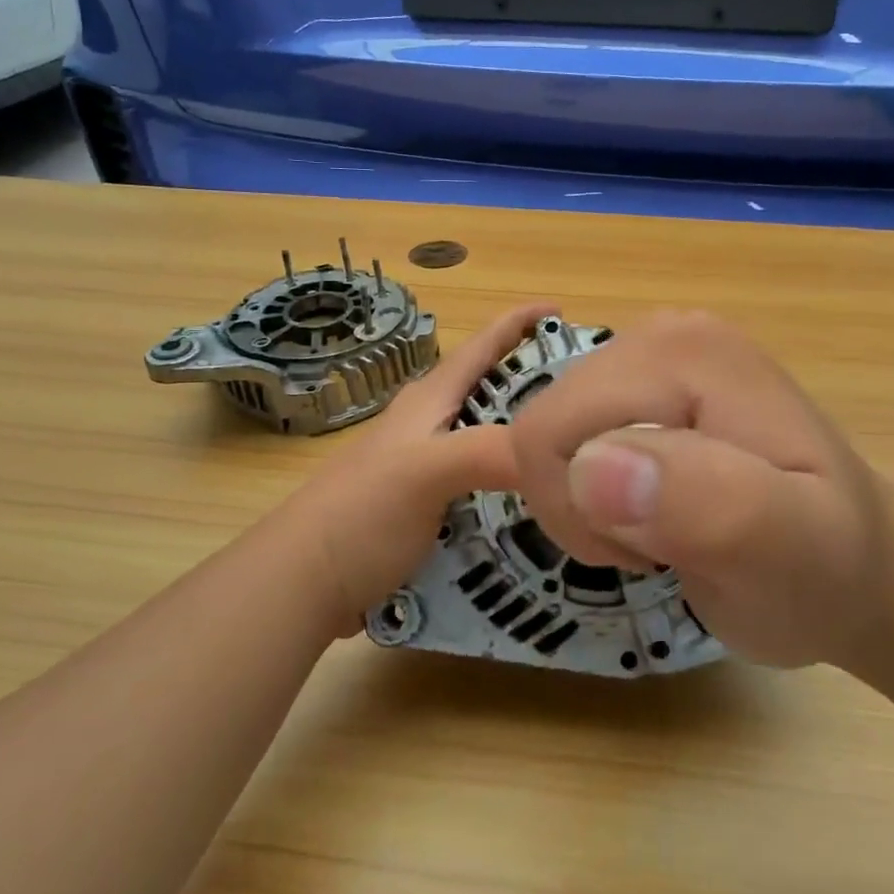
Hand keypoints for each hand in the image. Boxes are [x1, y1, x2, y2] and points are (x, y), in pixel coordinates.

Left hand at [268, 302, 555, 634]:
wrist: (302, 583)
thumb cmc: (361, 515)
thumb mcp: (425, 472)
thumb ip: (489, 452)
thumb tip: (560, 451)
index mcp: (429, 402)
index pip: (481, 346)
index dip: (519, 322)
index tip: (563, 309)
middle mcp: (429, 427)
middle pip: (492, 392)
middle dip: (539, 385)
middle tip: (591, 399)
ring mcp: (426, 471)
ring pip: (490, 440)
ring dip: (529, 440)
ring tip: (579, 453)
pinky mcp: (427, 511)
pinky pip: (485, 486)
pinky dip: (515, 486)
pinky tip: (542, 506)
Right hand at [507, 310, 893, 672]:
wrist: (862, 566)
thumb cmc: (828, 573)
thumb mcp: (790, 555)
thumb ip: (705, 506)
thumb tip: (593, 469)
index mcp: (684, 354)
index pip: (551, 431)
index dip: (578, 511)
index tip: (649, 552)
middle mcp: (658, 334)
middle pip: (544, 427)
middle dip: (580, 507)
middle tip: (656, 547)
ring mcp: (648, 356)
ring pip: (549, 436)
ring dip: (585, 503)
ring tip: (659, 532)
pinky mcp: (641, 387)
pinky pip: (566, 430)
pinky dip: (577, 480)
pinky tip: (626, 502)